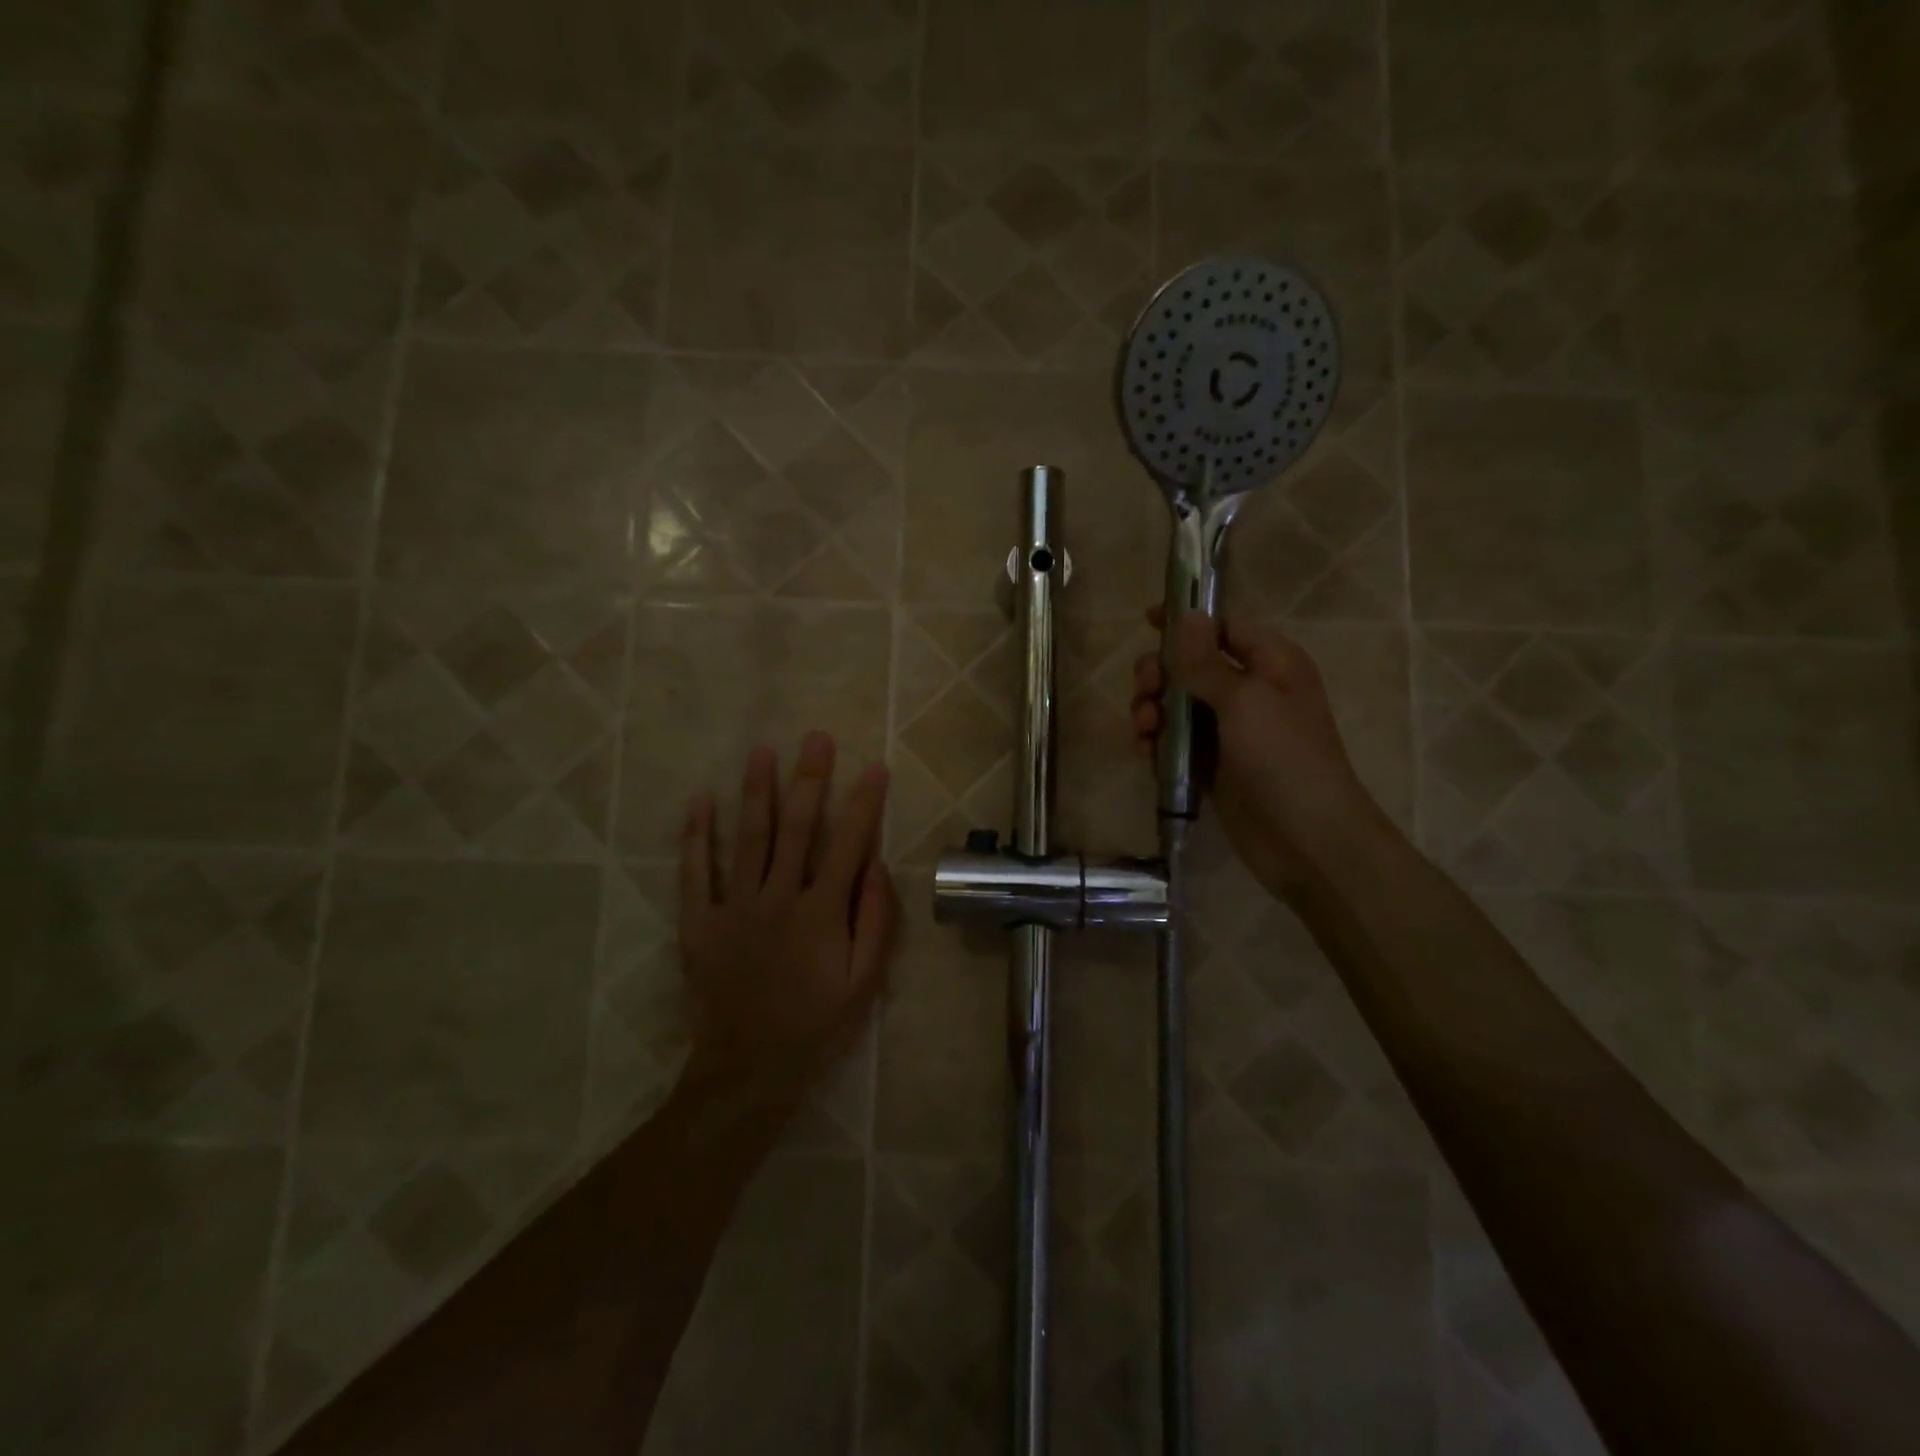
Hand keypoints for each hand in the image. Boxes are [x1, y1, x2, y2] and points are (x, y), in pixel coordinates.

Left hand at [679, 732, 896, 1100]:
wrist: (749, 1070)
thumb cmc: (816, 1026)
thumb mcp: (864, 983)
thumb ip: (875, 921)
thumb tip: (877, 865)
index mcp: (821, 912)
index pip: (848, 844)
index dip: (864, 803)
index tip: (875, 767)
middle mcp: (778, 897)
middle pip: (797, 827)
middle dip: (810, 779)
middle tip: (816, 738)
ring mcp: (734, 906)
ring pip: (749, 837)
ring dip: (757, 791)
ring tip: (762, 750)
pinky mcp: (699, 922)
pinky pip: (695, 872)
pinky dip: (696, 836)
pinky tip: (700, 800)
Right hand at [1130, 609, 1388, 898]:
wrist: (1305, 840)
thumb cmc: (1283, 757)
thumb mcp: (1244, 701)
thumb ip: (1207, 661)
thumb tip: (1189, 614)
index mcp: (1270, 664)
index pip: (1223, 629)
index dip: (1186, 623)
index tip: (1147, 621)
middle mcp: (1249, 692)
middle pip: (1191, 667)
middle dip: (1160, 675)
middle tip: (1144, 690)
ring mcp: (1229, 732)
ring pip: (1177, 707)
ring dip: (1153, 711)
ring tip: (1144, 729)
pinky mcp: (1212, 767)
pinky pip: (1176, 744)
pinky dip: (1157, 744)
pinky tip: (1144, 754)